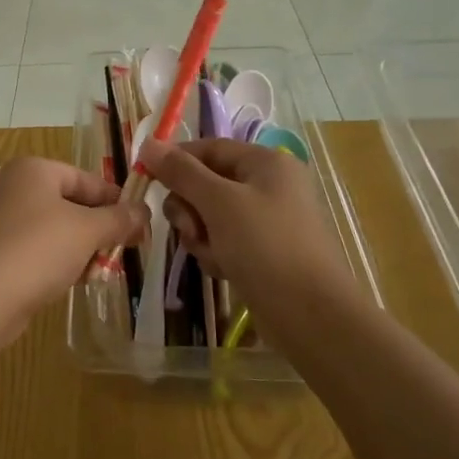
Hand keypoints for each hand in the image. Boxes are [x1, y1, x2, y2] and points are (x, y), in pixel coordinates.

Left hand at [0, 158, 145, 335]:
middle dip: (99, 230)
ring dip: (82, 250)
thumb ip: (119, 219)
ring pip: (56, 230)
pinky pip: (37, 251)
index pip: (87, 179)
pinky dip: (58, 263)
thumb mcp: (87, 230)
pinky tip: (73, 282)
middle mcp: (14, 188)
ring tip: (98, 273)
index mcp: (34, 170)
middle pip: (71, 205)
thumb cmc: (38, 249)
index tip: (141, 226)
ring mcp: (1, 221)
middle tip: (123, 252)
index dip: (116, 202)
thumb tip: (144, 211)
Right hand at [141, 138, 363, 328]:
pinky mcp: (263, 252)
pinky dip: (217, 253)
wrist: (311, 315)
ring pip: (210, 216)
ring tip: (214, 256)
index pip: (208, 148)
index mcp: (266, 163)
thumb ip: (181, 172)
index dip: (176, 161)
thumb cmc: (266, 246)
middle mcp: (268, 186)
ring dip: (201, 235)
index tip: (147, 180)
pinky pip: (224, 241)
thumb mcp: (218, 202)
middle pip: (206, 184)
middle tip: (190, 229)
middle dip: (190, 208)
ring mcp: (267, 221)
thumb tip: (148, 143)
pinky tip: (224, 270)